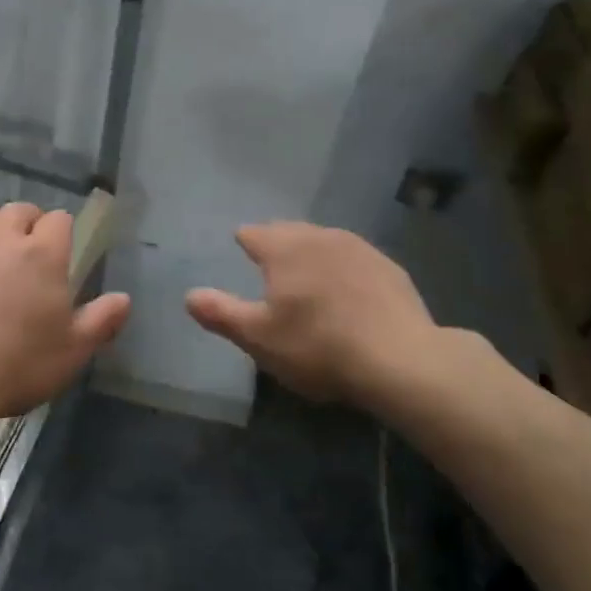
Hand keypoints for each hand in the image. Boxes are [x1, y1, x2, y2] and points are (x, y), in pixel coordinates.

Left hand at [0, 202, 130, 424]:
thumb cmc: (17, 364)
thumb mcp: (73, 351)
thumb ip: (102, 320)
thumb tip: (124, 298)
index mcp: (42, 254)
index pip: (59, 219)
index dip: (62, 232)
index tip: (62, 254)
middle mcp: (1, 240)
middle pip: (18, 211)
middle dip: (27, 223)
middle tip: (29, 253)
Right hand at [185, 222, 443, 404]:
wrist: (400, 359)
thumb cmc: (318, 346)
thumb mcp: (259, 338)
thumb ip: (221, 313)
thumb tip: (189, 295)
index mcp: (284, 248)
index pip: (253, 233)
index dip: (245, 242)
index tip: (242, 249)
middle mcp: (319, 237)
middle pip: (289, 231)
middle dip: (277, 243)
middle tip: (272, 266)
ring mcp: (359, 248)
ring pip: (324, 241)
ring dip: (312, 253)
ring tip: (309, 276)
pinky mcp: (389, 267)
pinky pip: (354, 259)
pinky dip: (344, 269)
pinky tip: (349, 292)